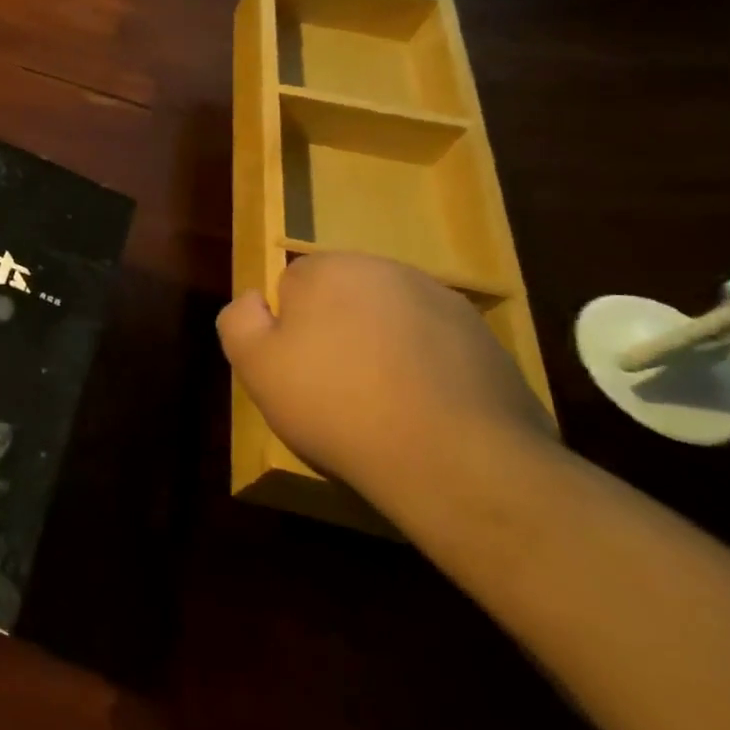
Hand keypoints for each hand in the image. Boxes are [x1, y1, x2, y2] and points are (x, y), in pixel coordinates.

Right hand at [217, 252, 554, 507]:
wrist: (456, 461)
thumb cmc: (336, 405)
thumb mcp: (255, 366)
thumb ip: (238, 320)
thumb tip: (253, 300)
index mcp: (330, 268)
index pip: (292, 284)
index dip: (288, 327)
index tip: (296, 368)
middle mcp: (389, 270)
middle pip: (345, 297)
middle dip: (337, 330)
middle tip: (334, 387)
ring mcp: (446, 304)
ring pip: (392, 321)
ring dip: (383, 348)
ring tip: (383, 404)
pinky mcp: (491, 343)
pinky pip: (438, 349)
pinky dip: (427, 370)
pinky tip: (424, 413)